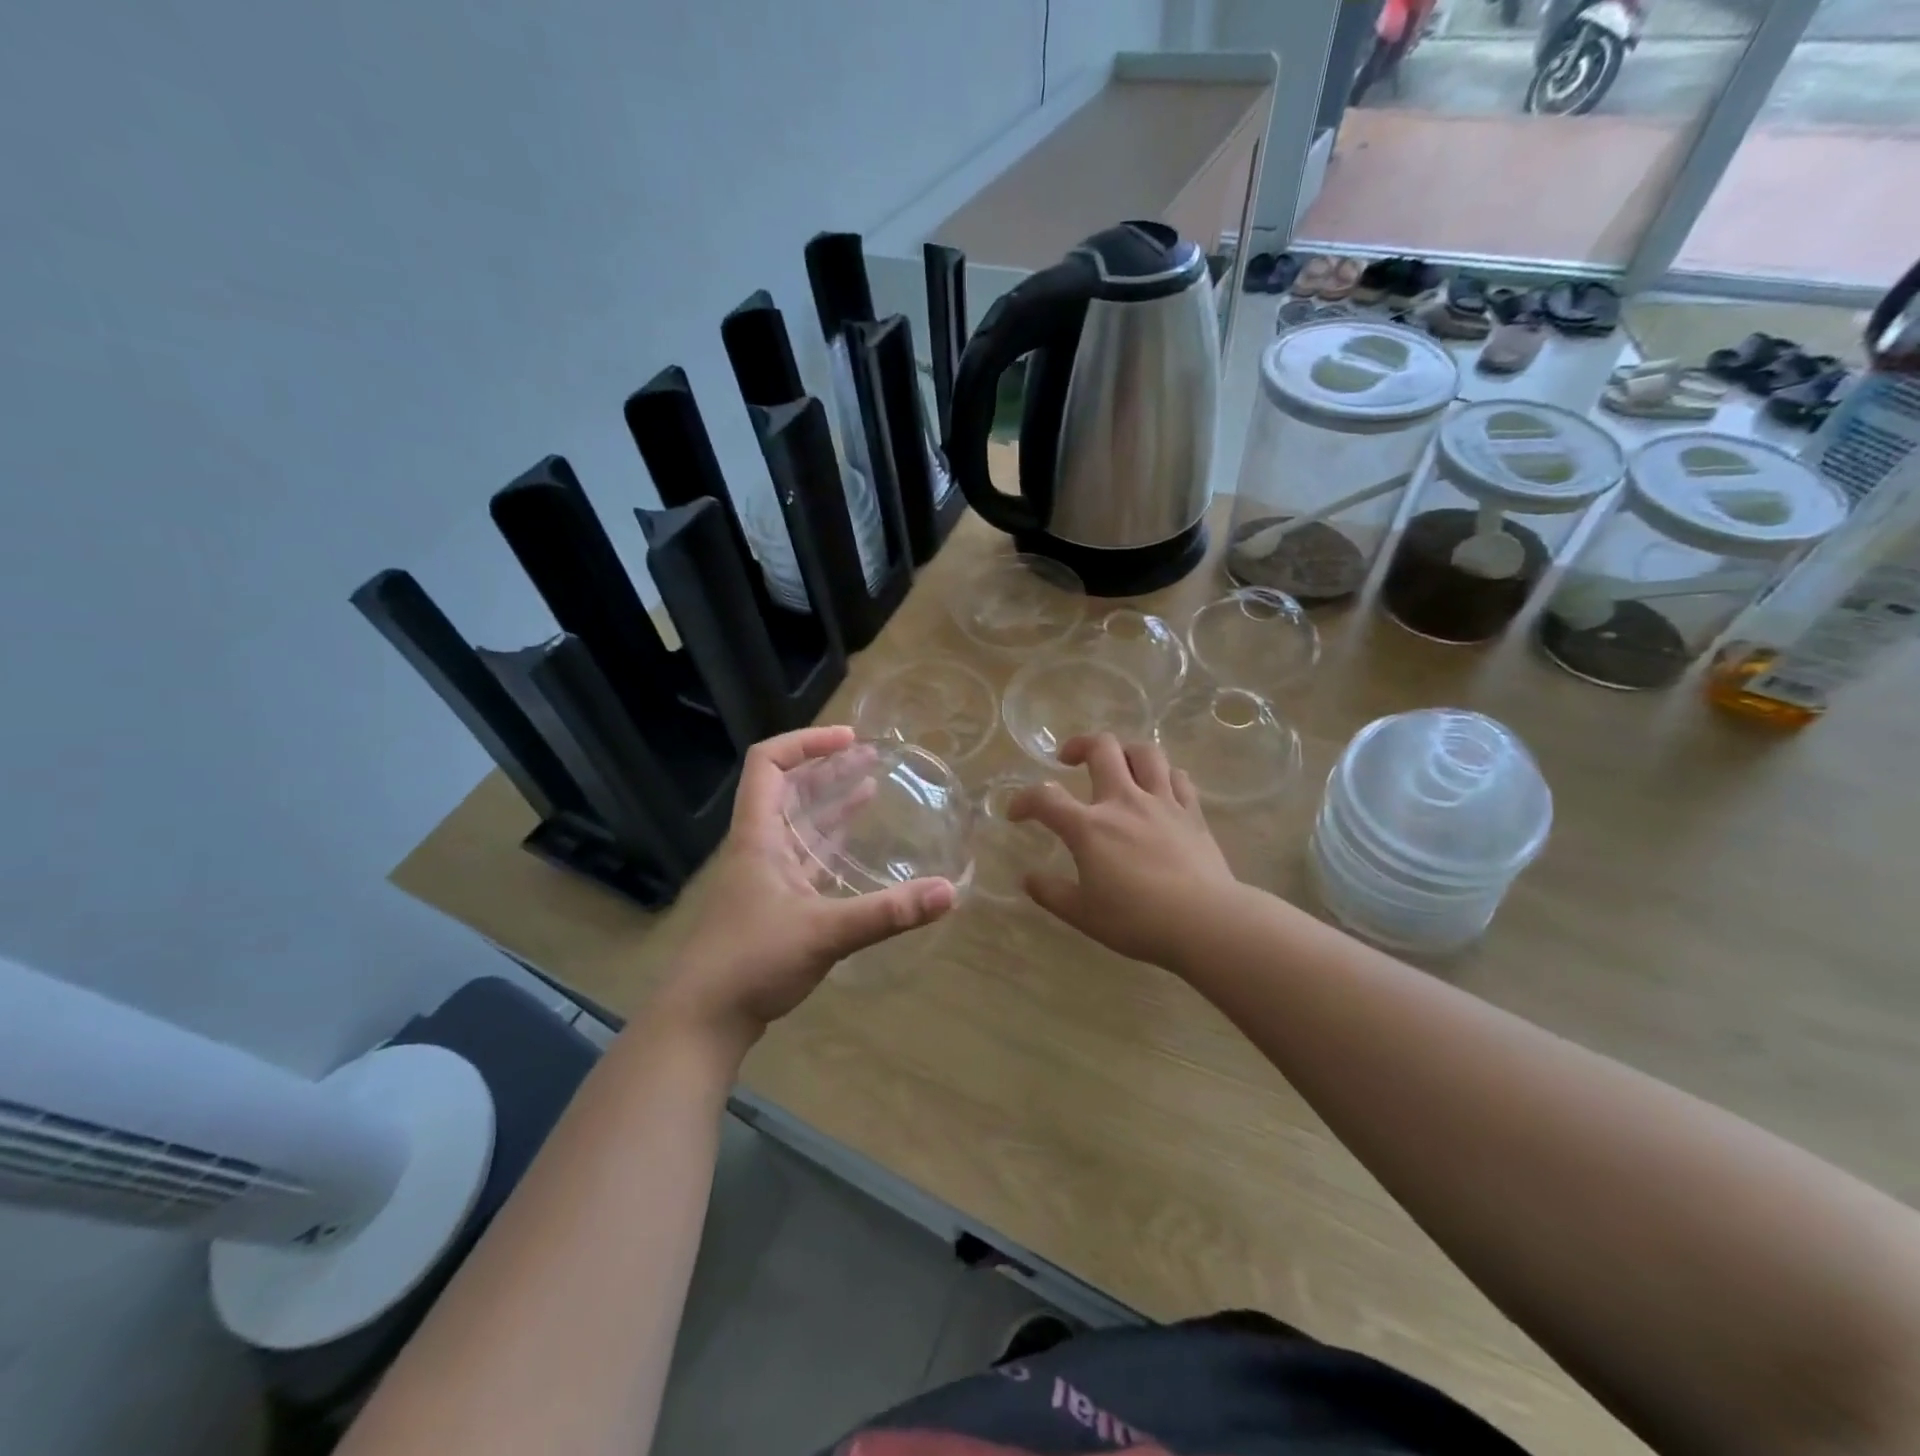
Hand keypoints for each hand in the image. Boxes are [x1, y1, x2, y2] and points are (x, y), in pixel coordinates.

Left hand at [657, 726, 956, 1051]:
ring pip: (799, 825)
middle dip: (828, 768)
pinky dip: (831, 845)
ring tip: (870, 784)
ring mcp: (765, 878)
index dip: (806, 742)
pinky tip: (855, 845)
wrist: (702, 1020)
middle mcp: (759, 848)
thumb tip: (949, 892)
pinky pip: (806, 860)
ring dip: (831, 803)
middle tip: (870, 756)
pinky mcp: (774, 906)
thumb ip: (887, 912)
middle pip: (788, 790)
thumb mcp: (825, 932)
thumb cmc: (752, 962)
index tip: (850, 740)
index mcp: (758, 836)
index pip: (769, 764)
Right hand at [1009, 734, 1237, 969]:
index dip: (1023, 800)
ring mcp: (1162, 802)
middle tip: (1069, 759)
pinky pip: (1178, 777)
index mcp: (1089, 827)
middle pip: (1101, 748)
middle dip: (1079, 745)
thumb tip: (1028, 879)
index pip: (1045, 798)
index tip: (1016, 813)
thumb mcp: (1083, 914)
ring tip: (1117, 764)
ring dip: (1125, 750)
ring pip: (1144, 752)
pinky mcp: (1192, 812)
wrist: (1205, 922)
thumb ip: (1051, 893)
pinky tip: (1159, 787)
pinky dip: (1163, 775)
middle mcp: (1123, 801)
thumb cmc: (1137, 920)